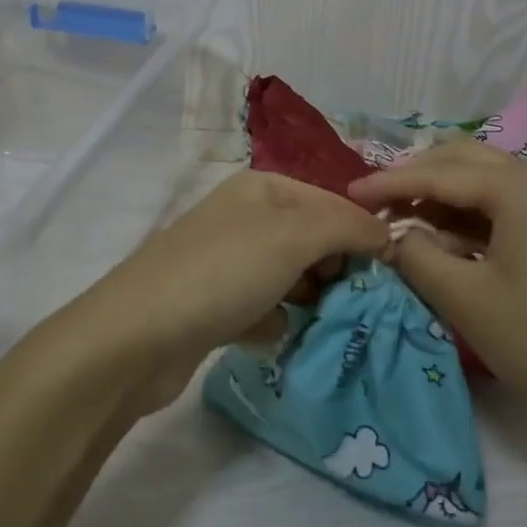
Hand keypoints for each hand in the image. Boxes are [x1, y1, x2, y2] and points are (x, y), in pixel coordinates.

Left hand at [69, 171, 389, 411]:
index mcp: (262, 189)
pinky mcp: (214, 306)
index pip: (332, 202)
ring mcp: (227, 262)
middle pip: (313, 239)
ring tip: (323, 322)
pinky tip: (274, 338)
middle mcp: (245, 218)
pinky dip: (275, 323)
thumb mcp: (293, 236)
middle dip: (336, 269)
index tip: (391, 274)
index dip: (362, 233)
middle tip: (353, 302)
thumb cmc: (222, 273)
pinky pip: (264, 309)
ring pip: (291, 277)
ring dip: (310, 300)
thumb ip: (347, 227)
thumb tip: (389, 234)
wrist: (136, 338)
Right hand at [349, 143, 526, 439]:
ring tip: (400, 221)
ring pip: (482, 182)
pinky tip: (440, 239)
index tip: (349, 194)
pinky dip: (465, 217)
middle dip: (415, 178)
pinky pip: (500, 206)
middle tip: (375, 204)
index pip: (439, 172)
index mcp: (519, 187)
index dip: (390, 183)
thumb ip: (417, 256)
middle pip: (462, 161)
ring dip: (439, 196)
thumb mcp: (465, 299)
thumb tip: (391, 236)